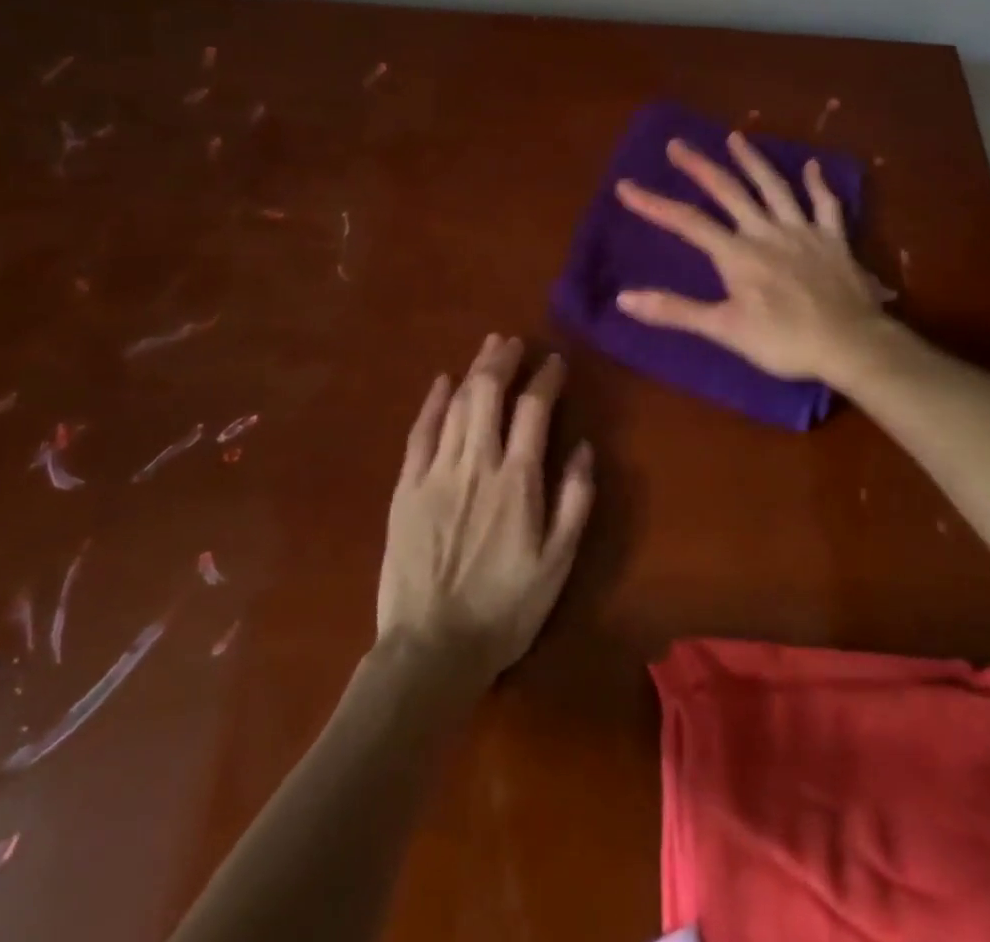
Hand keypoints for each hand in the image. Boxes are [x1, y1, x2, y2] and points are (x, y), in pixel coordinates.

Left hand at [377, 335, 595, 683]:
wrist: (431, 649)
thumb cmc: (504, 609)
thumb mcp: (557, 563)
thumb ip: (574, 501)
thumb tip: (583, 448)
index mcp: (517, 481)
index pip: (534, 411)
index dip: (546, 379)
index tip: (555, 362)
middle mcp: (476, 464)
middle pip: (488, 394)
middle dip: (502, 360)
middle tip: (513, 341)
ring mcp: (436, 473)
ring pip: (456, 405)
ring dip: (473, 371)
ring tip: (487, 348)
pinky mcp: (406, 487)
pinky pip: (420, 433)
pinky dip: (432, 402)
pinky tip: (441, 382)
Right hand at [613, 132, 889, 385]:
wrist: (850, 344)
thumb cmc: (784, 341)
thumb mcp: (724, 329)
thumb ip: (675, 311)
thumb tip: (624, 298)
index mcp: (738, 254)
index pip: (688, 222)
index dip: (654, 203)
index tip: (626, 185)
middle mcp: (767, 232)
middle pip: (729, 192)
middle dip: (700, 167)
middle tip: (677, 144)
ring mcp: (803, 231)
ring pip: (775, 187)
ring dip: (753, 161)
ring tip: (736, 137)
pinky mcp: (834, 240)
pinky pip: (826, 206)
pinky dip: (818, 185)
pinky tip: (812, 166)